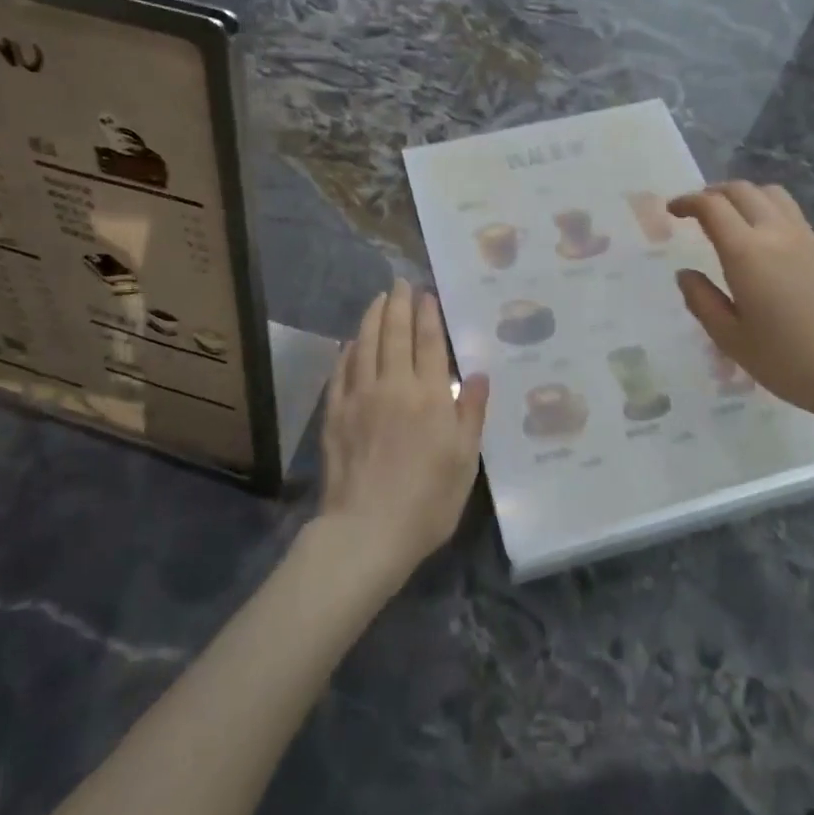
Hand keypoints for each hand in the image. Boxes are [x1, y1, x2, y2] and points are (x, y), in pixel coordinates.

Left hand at [316, 280, 489, 582]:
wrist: (367, 531)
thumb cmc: (427, 501)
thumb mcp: (465, 461)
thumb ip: (470, 413)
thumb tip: (478, 374)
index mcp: (429, 396)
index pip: (428, 343)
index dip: (428, 315)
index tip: (426, 294)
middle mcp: (393, 386)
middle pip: (395, 335)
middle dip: (399, 305)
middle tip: (400, 283)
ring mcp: (359, 398)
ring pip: (366, 345)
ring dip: (372, 318)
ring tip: (378, 299)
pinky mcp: (335, 415)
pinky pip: (340, 371)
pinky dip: (347, 351)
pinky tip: (351, 342)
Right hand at [670, 181, 813, 427]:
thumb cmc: (789, 362)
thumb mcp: (731, 339)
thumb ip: (702, 301)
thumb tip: (686, 274)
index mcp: (747, 253)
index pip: (712, 206)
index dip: (688, 201)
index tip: (673, 210)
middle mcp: (777, 234)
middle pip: (742, 190)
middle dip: (713, 192)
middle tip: (696, 211)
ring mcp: (809, 240)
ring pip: (773, 195)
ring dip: (745, 196)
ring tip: (731, 218)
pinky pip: (793, 216)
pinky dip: (769, 214)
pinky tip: (765, 246)